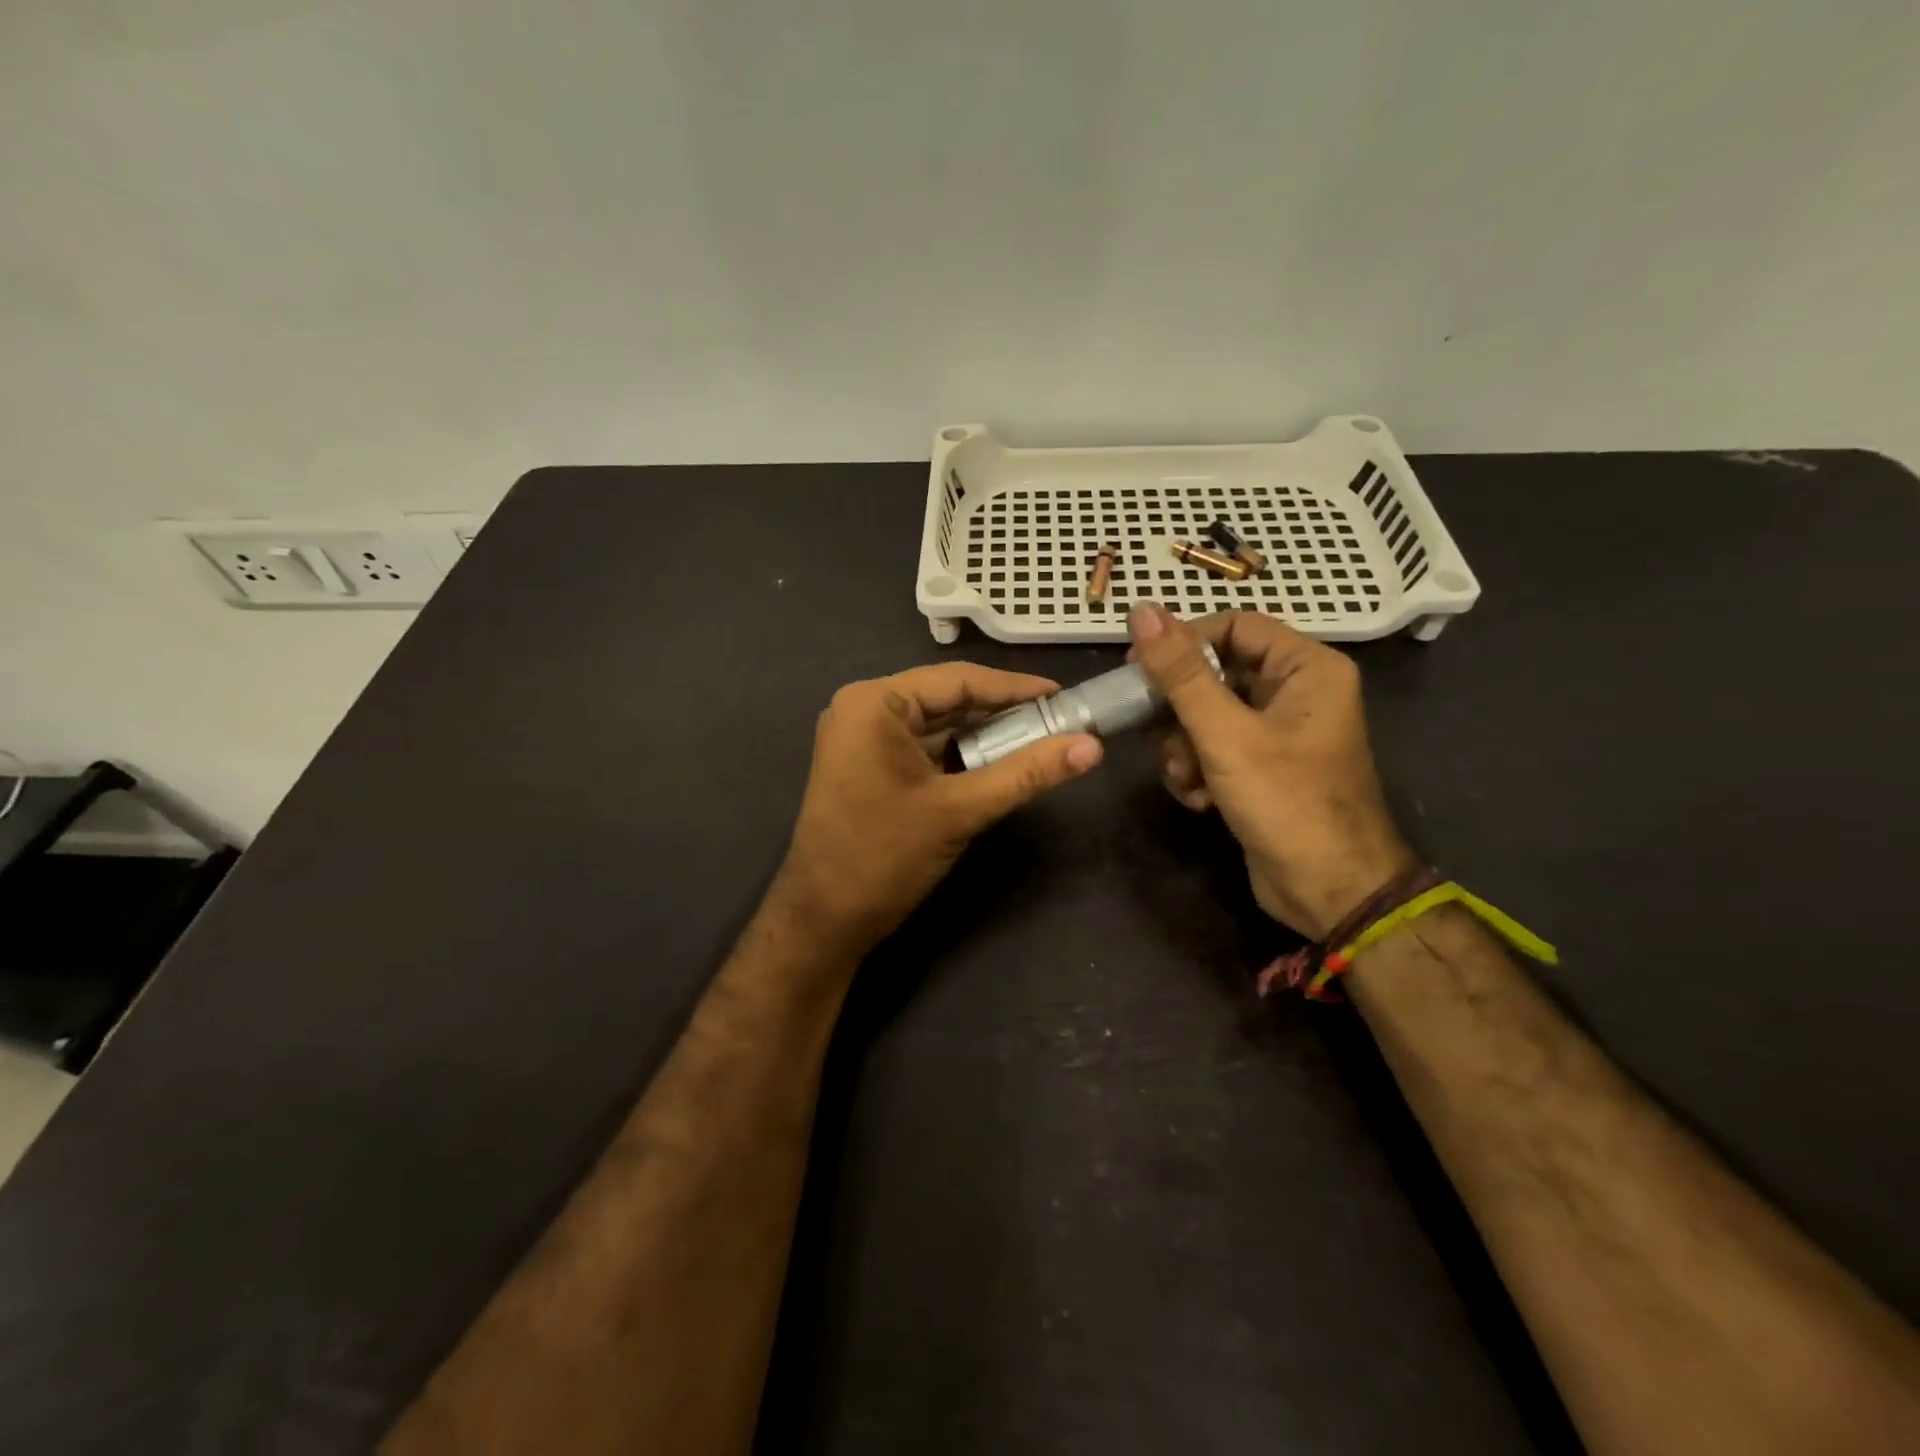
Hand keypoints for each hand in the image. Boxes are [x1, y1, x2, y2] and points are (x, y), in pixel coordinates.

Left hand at [771, 663, 1103, 955]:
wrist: (823, 921)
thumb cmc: (884, 857)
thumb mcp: (960, 810)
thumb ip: (1026, 773)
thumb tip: (1092, 747)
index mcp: (874, 703)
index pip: (958, 680)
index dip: (1015, 688)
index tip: (1064, 696)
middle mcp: (863, 709)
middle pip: (947, 700)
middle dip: (1002, 713)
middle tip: (1059, 722)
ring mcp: (862, 739)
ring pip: (938, 725)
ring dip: (984, 736)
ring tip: (1040, 742)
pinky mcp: (867, 766)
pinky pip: (924, 748)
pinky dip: (960, 755)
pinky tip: (999, 764)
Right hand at [1128, 602, 1414, 937]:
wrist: (1329, 891)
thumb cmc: (1286, 802)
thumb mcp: (1225, 734)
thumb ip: (1180, 674)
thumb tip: (1142, 610)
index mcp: (1307, 668)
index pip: (1234, 627)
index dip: (1183, 641)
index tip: (1136, 665)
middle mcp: (1296, 693)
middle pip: (1216, 674)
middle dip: (1180, 709)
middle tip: (1150, 728)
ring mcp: (1278, 733)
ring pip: (1207, 716)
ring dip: (1184, 746)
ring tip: (1185, 776)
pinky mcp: (1262, 768)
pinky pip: (1214, 749)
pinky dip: (1198, 769)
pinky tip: (1198, 798)